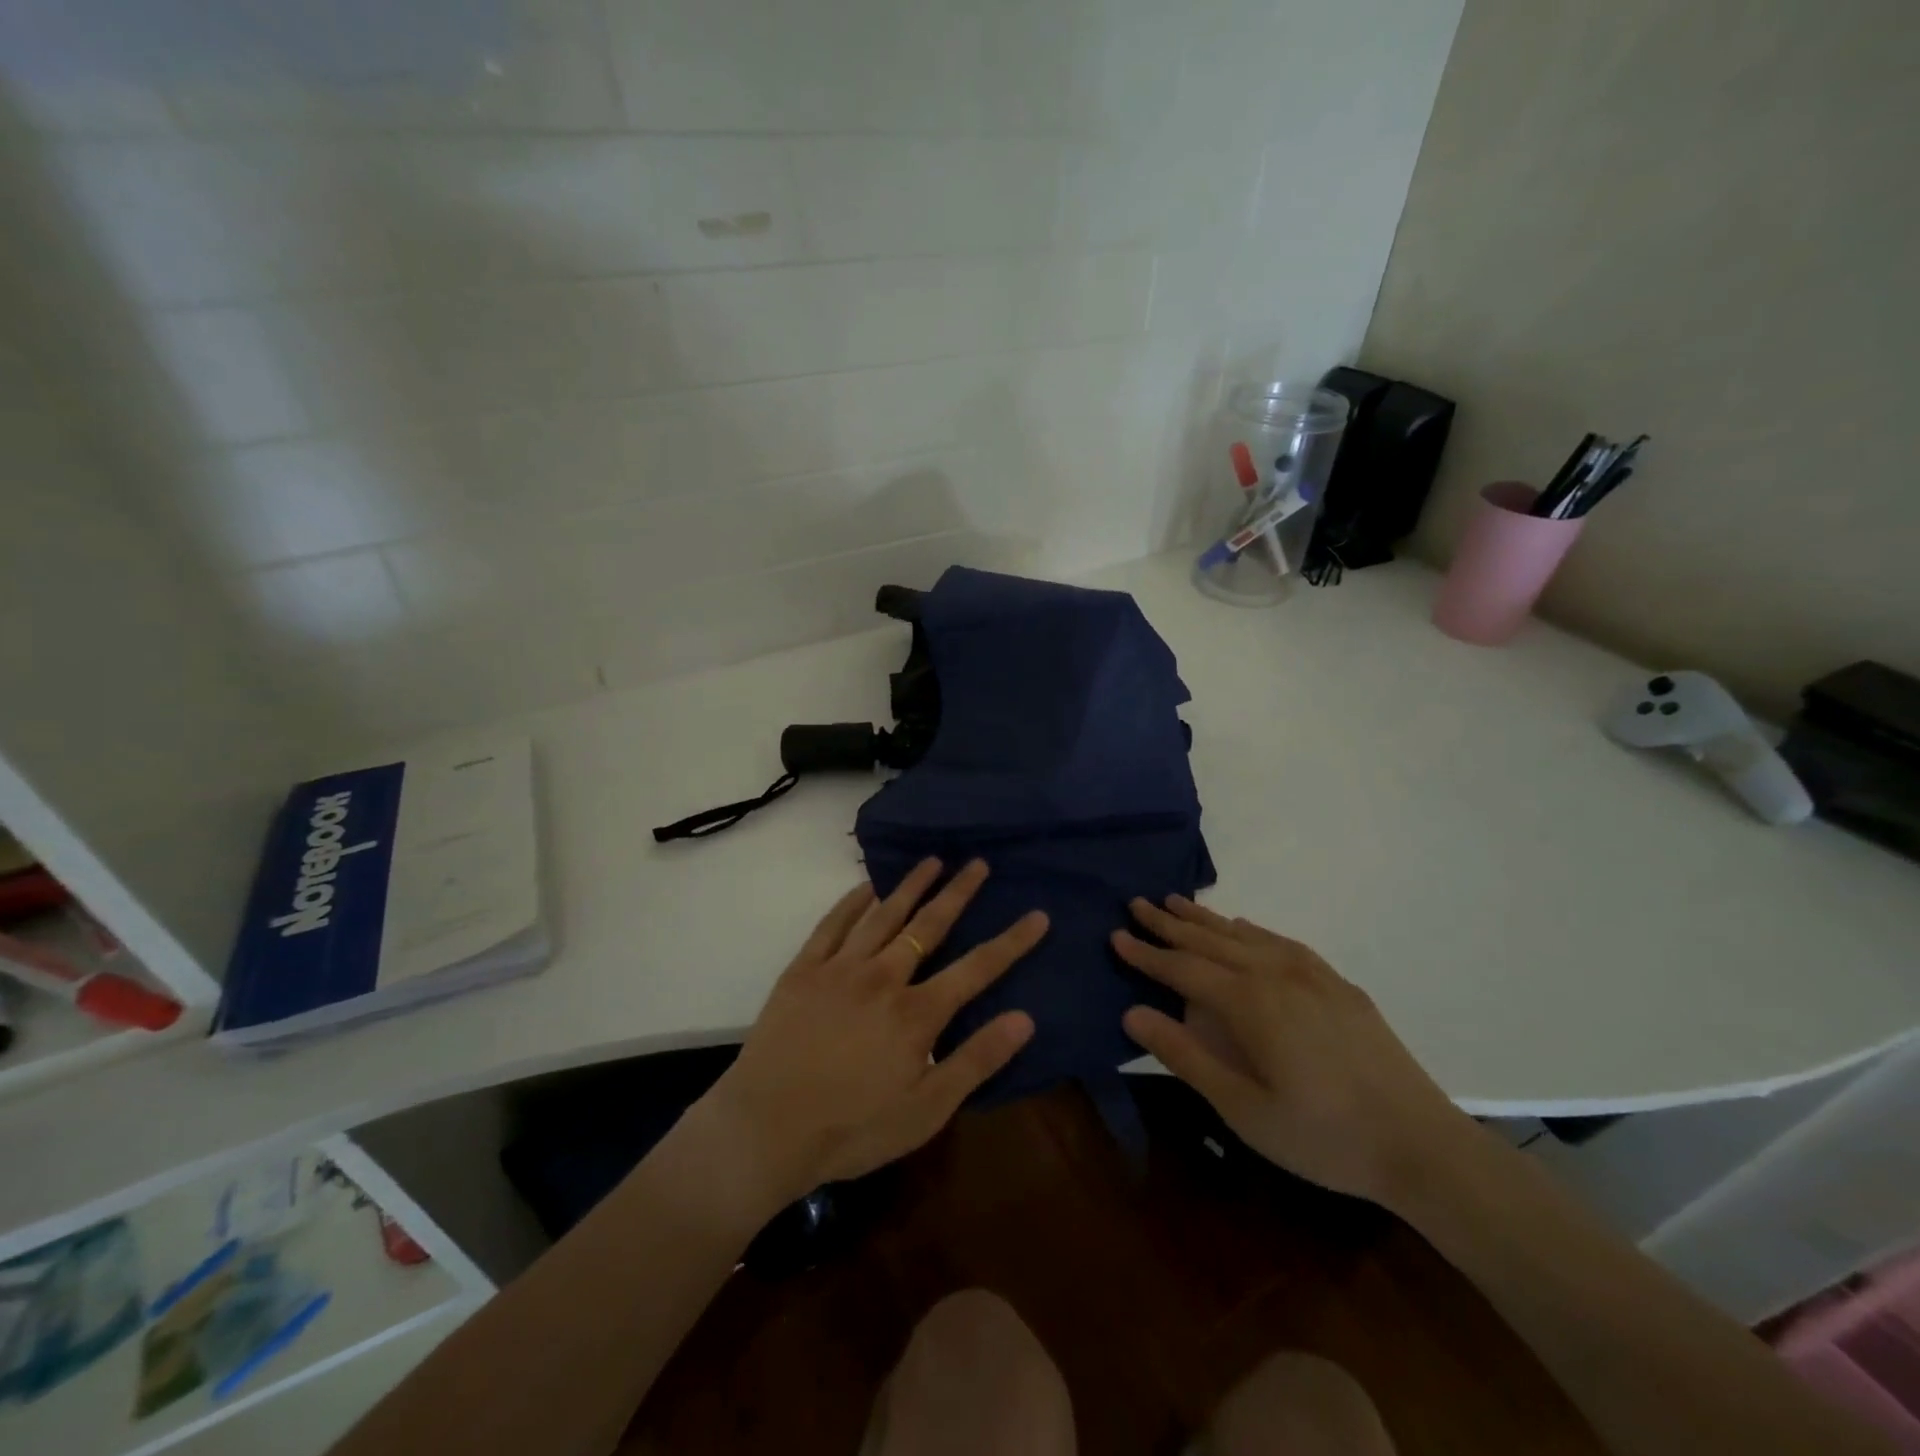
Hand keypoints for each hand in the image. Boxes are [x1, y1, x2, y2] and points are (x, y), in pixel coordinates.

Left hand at [702, 858, 1045, 1204]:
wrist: (765, 1129)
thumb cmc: (852, 1129)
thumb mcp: (926, 1110)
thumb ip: (976, 1061)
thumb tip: (1025, 1019)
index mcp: (917, 1013)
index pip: (977, 968)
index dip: (1011, 941)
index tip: (1037, 914)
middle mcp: (884, 977)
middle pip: (930, 926)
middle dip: (958, 893)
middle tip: (978, 864)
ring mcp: (841, 968)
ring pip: (884, 915)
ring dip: (911, 886)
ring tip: (933, 861)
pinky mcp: (804, 969)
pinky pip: (833, 924)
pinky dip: (853, 901)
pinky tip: (867, 886)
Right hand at [1113, 896, 1475, 1209]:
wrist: (1423, 1146)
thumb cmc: (1323, 1136)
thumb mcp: (1242, 1109)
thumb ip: (1185, 1056)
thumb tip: (1132, 1013)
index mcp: (1250, 1003)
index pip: (1183, 968)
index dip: (1146, 953)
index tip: (1116, 934)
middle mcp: (1276, 974)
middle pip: (1211, 940)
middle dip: (1170, 923)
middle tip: (1137, 902)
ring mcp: (1312, 975)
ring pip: (1245, 935)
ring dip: (1207, 918)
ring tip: (1176, 902)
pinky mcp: (1338, 985)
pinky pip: (1281, 943)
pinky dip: (1252, 930)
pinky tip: (1243, 927)